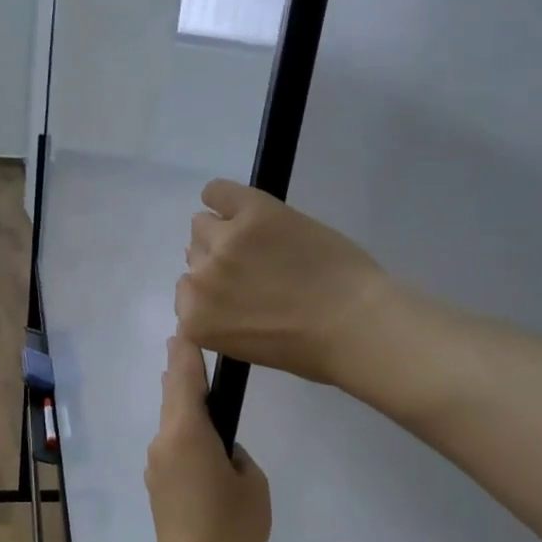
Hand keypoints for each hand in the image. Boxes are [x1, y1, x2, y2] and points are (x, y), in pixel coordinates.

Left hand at [144, 337, 271, 541]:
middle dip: (180, 372)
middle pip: (171, 396)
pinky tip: (199, 441)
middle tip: (187, 349)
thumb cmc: (232, 527)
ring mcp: (155, 465)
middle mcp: (163, 442)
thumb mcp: (252, 483)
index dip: (187, 352)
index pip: (185, 379)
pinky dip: (182, 433)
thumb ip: (236, 453)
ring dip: (181, 404)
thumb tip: (221, 450)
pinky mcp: (156, 487)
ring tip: (198, 391)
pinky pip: (170, 447)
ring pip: (169, 423)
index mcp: (187, 433)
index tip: (185, 331)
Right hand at [176, 180, 394, 388]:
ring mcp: (225, 242)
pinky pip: (216, 191)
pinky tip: (243, 207)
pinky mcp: (252, 212)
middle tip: (256, 267)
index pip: (186, 290)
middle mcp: (200, 279)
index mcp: (196, 320)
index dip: (213, 290)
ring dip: (224, 231)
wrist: (355, 324)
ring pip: (203, 224)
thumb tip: (215, 286)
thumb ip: (220, 316)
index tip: (239, 292)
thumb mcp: (246, 345)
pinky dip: (221, 196)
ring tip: (260, 240)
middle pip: (194, 255)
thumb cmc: (309, 349)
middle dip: (219, 261)